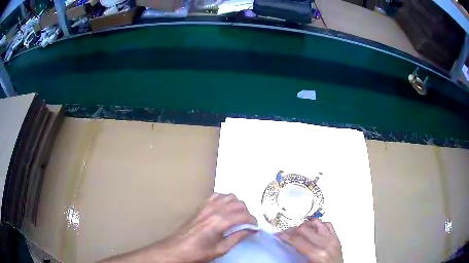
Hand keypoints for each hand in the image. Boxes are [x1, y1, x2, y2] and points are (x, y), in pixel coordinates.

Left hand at [152, 193, 256, 261]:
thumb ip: (237, 237)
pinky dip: (225, 200)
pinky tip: (225, 209)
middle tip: (247, 224)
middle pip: (239, 203)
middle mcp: (214, 209)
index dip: (253, 221)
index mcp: (220, 222)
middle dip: (247, 213)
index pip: (244, 215)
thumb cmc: (198, 252)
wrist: (177, 249)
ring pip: (230, 196)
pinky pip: (217, 196)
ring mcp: (207, 205)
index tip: (255, 227)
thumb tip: (251, 230)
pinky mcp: (201, 206)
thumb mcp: (221, 249)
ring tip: (238, 216)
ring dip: (237, 205)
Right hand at [276, 219, 342, 262]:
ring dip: (305, 224)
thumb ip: (298, 256)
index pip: (298, 240)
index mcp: (317, 254)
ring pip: (316, 223)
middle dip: (292, 230)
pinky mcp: (337, 237)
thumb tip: (288, 247)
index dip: (286, 236)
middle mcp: (325, 243)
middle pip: (305, 229)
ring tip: (298, 229)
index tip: (278, 234)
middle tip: (285, 232)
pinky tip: (314, 227)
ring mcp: (332, 238)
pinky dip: (319, 224)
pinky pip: (328, 224)